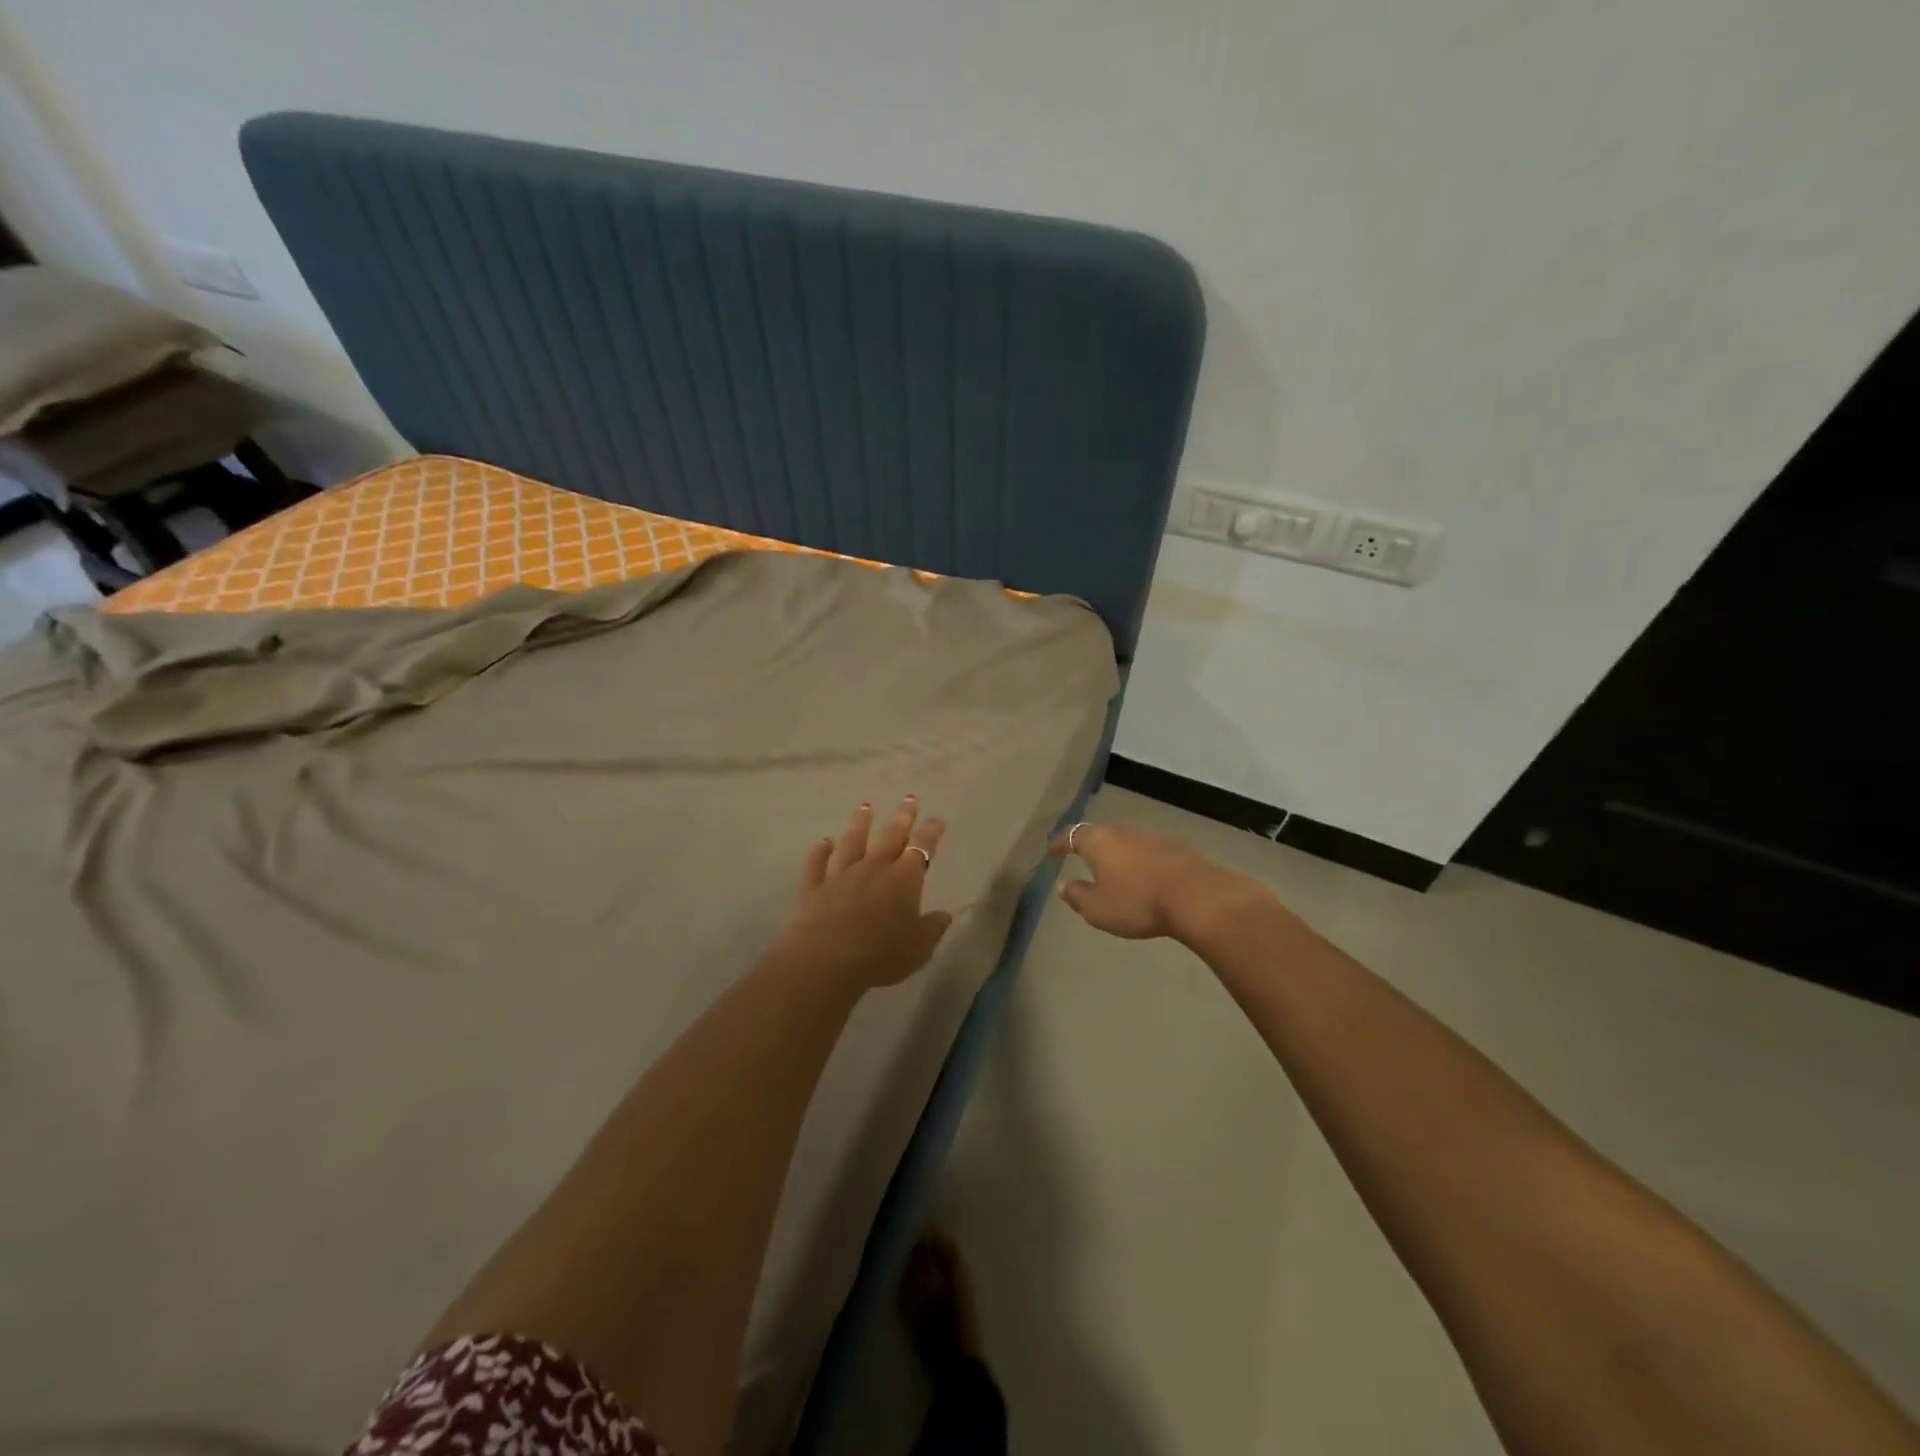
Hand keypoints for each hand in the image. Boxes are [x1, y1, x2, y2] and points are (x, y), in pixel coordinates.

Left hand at [775, 798, 952, 991]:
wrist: (824, 961)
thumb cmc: (880, 955)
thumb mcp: (918, 948)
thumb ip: (932, 928)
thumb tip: (944, 915)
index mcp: (903, 879)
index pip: (921, 847)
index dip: (930, 832)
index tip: (936, 820)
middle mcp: (873, 868)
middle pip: (890, 836)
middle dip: (902, 817)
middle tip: (908, 799)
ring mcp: (840, 874)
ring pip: (852, 842)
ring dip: (860, 824)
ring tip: (865, 807)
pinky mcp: (813, 886)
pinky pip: (817, 862)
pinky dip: (820, 851)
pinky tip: (823, 843)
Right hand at [1050, 821, 1269, 941]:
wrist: (1196, 896)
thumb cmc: (1137, 902)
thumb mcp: (1097, 909)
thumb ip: (1077, 896)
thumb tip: (1063, 886)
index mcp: (1098, 841)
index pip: (1072, 835)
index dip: (1061, 843)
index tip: (1053, 850)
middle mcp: (1123, 831)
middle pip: (1101, 834)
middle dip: (1091, 846)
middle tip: (1083, 858)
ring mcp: (1152, 836)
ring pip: (1127, 841)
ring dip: (1118, 854)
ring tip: (1115, 870)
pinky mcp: (1176, 847)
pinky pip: (1149, 851)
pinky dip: (1141, 861)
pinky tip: (1145, 876)